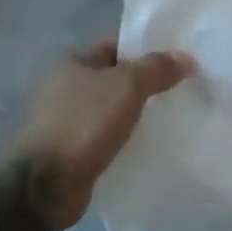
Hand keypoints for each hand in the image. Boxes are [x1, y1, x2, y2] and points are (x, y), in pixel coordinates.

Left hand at [6, 39, 193, 230]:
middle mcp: (66, 87)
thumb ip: (157, 68)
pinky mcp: (73, 152)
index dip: (147, 49)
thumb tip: (186, 58)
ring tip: (175, 118)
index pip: (117, 46)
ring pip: (114, 111)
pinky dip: (128, 140)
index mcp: (73, 62)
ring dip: (139, 115)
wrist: (45, 184)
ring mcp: (68, 121)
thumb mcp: (127, 85)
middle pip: (117, 79)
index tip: (180, 59)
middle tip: (184, 90)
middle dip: (147, 84)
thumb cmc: (83, 123)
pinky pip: (109, 138)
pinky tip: (153, 146)